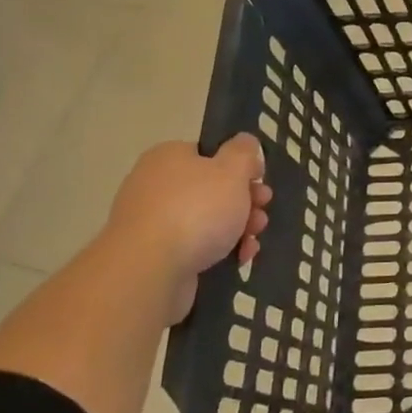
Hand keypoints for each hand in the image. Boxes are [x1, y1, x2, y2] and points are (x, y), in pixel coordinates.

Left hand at [102, 135, 272, 319]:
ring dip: (237, 228)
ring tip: (253, 240)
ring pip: (207, 220)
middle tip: (262, 212)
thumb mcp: (232, 170)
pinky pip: (194, 246)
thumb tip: (244, 141)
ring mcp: (152, 222)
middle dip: (245, 202)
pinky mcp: (154, 255)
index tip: (260, 181)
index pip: (210, 153)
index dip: (240, 166)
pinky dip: (219, 250)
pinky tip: (239, 259)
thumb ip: (243, 152)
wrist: (149, 271)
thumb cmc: (195, 210)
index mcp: (168, 157)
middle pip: (212, 188)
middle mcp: (155, 185)